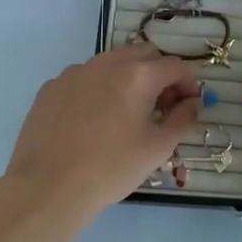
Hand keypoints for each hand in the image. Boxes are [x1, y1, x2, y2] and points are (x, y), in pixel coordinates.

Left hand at [3, 43, 201, 215]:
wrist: (48, 186)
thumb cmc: (111, 168)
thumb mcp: (158, 148)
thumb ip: (183, 119)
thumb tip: (192, 103)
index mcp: (138, 75)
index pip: (176, 66)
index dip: (189, 84)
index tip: (189, 106)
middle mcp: (107, 63)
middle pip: (145, 55)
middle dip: (159, 75)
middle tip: (160, 107)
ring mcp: (75, 72)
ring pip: (112, 63)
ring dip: (128, 79)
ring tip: (125, 113)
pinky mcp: (52, 86)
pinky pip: (85, 78)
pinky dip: (98, 89)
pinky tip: (92, 121)